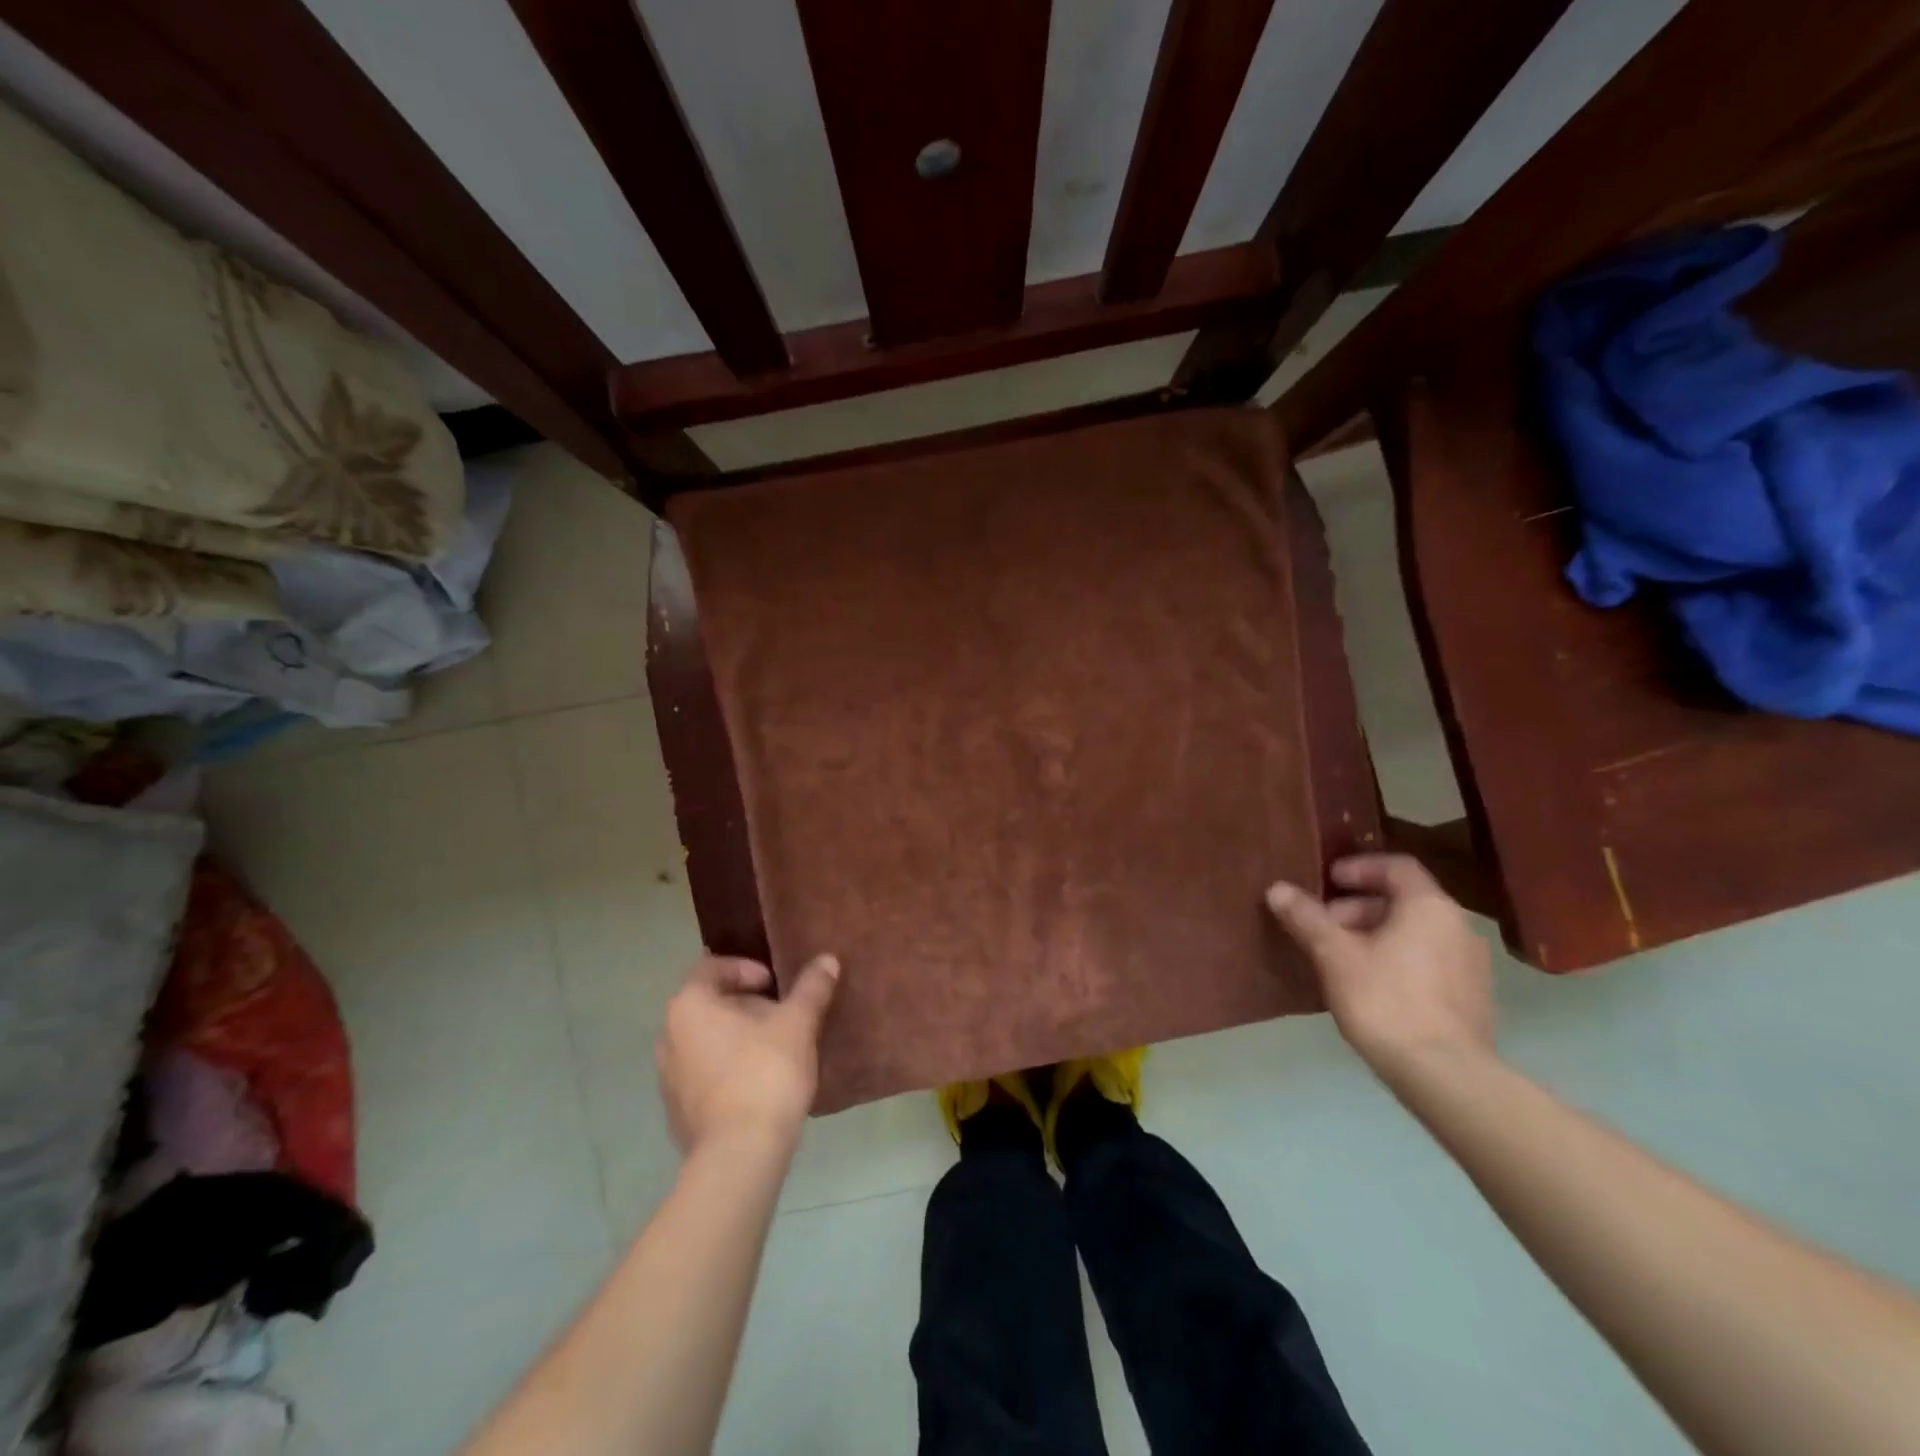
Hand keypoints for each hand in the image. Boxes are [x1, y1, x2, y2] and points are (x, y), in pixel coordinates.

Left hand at [656, 953, 840, 1154]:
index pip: (711, 968)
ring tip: (775, 1048)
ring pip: (706, 1041)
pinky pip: (704, 1075)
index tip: (775, 984)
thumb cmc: (765, 1073)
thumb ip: (811, 988)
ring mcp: (668, 1078)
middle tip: (781, 1015)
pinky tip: (760, 1083)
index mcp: (689, 1006)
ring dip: (737, 1038)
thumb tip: (828, 959)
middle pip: (709, 1005)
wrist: (741, 1154)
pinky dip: (728, 1069)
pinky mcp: (678, 1113)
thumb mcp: (797, 1023)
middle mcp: (668, 1037)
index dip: (746, 969)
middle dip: (746, 1005)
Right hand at [1266, 854, 1494, 1077]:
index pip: (1396, 867)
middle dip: (1358, 908)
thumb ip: (1306, 917)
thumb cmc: (1386, 1000)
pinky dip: (1399, 959)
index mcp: (1429, 907)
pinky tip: (1371, 986)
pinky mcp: (1474, 998)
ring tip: (1341, 958)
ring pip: (1416, 933)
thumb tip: (1277, 888)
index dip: (1359, 868)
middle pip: (1404, 901)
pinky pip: (1430, 961)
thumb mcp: (1334, 955)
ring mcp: (1472, 964)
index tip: (1328, 880)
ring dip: (1377, 935)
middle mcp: (1458, 926)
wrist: (1446, 1076)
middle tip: (1324, 926)